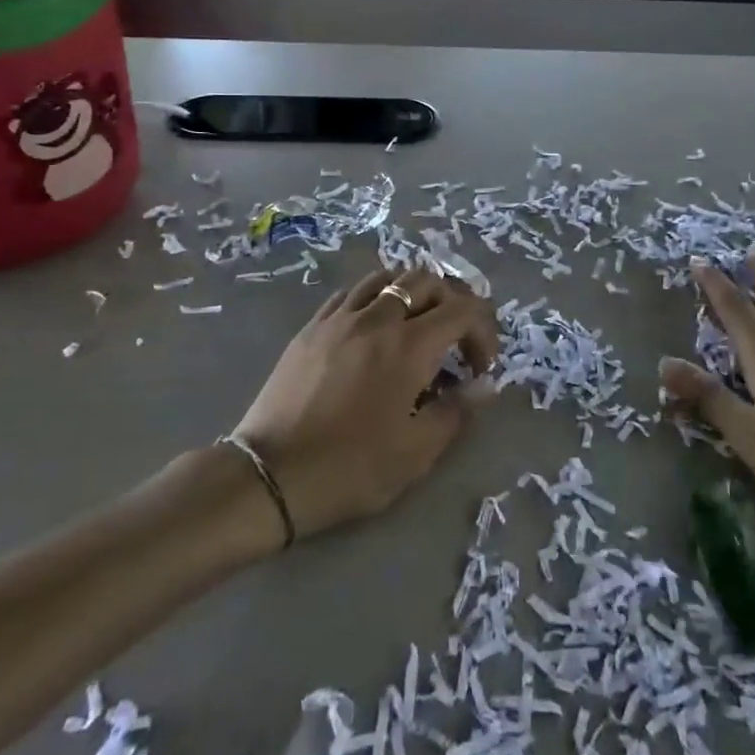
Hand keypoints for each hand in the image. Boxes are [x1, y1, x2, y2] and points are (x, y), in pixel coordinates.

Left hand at [233, 267, 498, 538]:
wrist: (270, 476)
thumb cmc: (350, 468)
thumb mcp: (416, 453)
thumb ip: (457, 412)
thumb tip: (483, 385)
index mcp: (409, 346)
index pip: (463, 310)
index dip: (483, 331)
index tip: (481, 367)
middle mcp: (377, 318)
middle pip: (426, 281)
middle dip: (452, 303)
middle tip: (455, 340)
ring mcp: (339, 318)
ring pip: (386, 278)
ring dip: (412, 293)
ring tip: (416, 324)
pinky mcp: (312, 327)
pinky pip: (351, 294)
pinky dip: (374, 300)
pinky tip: (373, 328)